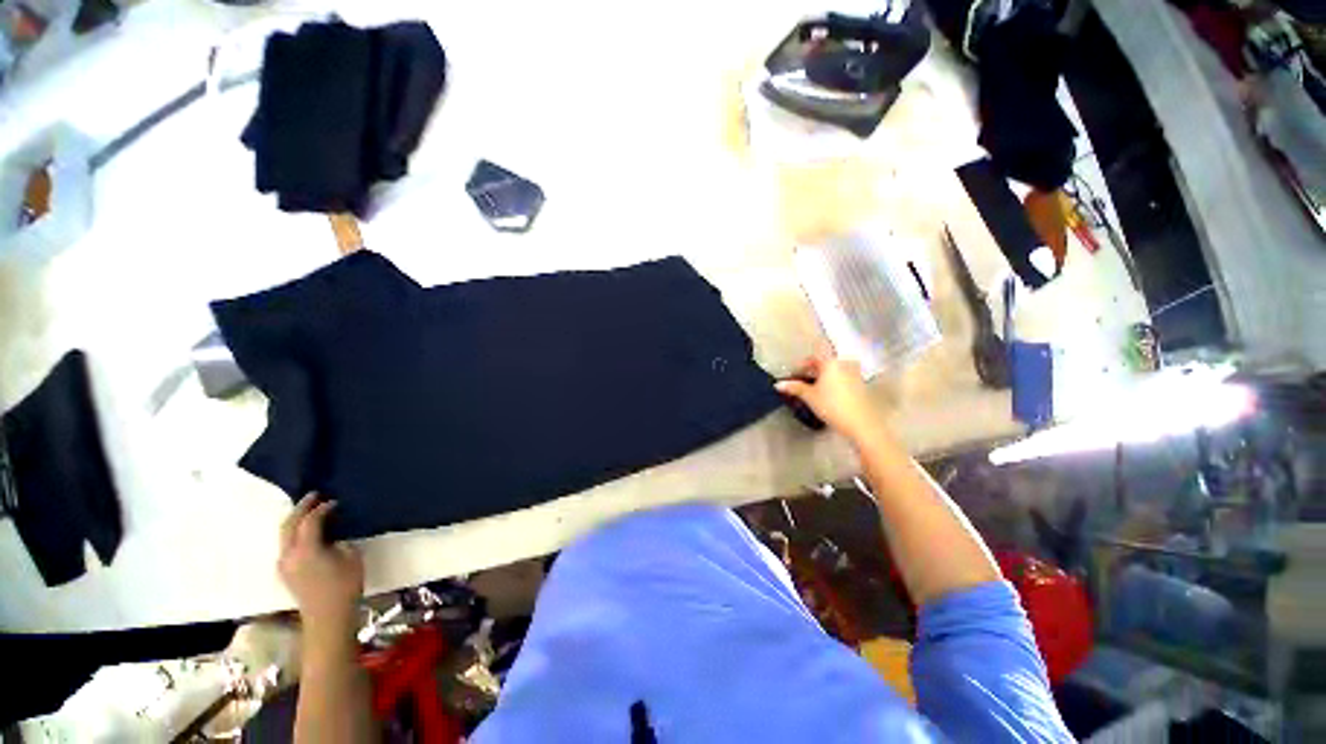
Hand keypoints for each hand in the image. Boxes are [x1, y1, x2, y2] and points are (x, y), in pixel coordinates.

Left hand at [278, 494, 363, 636]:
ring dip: (296, 521)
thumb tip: (333, 538)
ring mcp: (284, 565)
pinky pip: (287, 545)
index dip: (322, 509)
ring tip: (311, 512)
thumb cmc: (344, 587)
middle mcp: (288, 555)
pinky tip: (308, 533)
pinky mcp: (286, 573)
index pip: (310, 521)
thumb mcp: (351, 558)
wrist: (328, 618)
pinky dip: (295, 534)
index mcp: (305, 550)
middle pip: (289, 525)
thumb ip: (340, 543)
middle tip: (314, 496)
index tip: (335, 501)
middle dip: (300, 509)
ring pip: (285, 535)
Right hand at [775, 355, 886, 444]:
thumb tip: (778, 384)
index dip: (800, 366)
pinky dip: (833, 383)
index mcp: (831, 362)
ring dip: (822, 378)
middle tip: (801, 384)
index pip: (812, 358)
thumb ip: (794, 387)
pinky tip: (827, 395)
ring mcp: (855, 373)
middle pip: (823, 364)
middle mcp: (844, 363)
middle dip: (811, 372)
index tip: (793, 376)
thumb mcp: (809, 397)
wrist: (861, 423)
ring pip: (834, 372)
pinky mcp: (861, 384)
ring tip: (813, 391)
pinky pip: (842, 378)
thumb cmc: (832, 406)